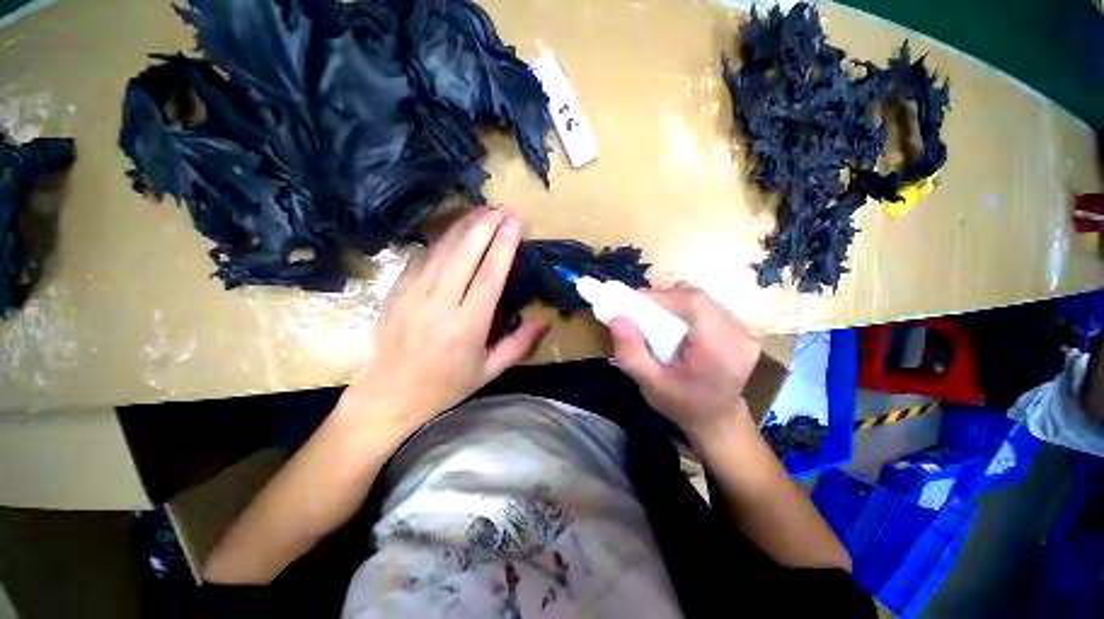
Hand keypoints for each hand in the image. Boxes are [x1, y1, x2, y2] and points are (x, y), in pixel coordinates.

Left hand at [339, 207, 549, 437]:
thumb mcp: (489, 371)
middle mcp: (440, 303)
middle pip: (465, 253)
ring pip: (443, 249)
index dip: (504, 245)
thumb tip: (545, 320)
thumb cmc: (446, 385)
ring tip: (484, 211)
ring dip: (465, 226)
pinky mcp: (398, 290)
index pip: (489, 275)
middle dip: (487, 225)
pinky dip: (442, 239)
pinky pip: (423, 256)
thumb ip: (519, 344)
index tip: (515, 222)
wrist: (389, 395)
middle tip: (504, 207)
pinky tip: (455, 230)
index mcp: (467, 325)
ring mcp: (414, 293)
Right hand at [610, 284, 760, 442]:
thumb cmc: (682, 405)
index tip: (634, 305)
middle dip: (664, 300)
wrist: (718, 420)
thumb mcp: (650, 384)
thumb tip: (617, 318)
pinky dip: (686, 310)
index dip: (661, 297)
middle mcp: (739, 334)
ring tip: (656, 321)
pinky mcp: (741, 329)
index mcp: (720, 349)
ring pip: (701, 300)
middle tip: (641, 314)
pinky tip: (676, 326)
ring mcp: (744, 330)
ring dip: (674, 304)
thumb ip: (631, 353)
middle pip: (696, 298)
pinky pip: (708, 307)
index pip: (692, 302)